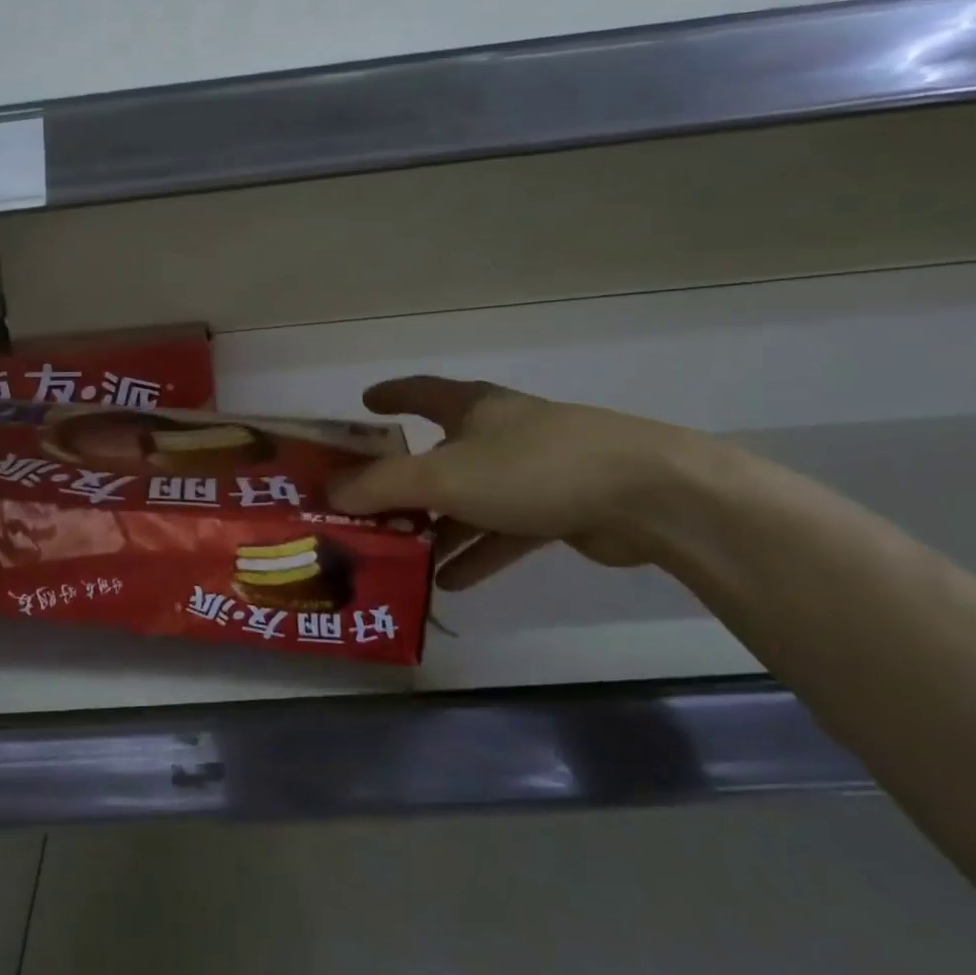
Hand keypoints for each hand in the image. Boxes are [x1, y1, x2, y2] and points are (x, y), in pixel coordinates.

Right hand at [328, 376, 709, 589]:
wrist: (648, 496)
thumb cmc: (532, 468)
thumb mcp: (444, 476)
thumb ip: (382, 485)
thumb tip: (327, 489)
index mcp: (472, 408)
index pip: (419, 391)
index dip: (390, 395)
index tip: (364, 403)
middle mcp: (499, 433)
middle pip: (440, 454)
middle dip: (405, 481)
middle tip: (368, 504)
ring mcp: (532, 471)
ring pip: (470, 499)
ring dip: (438, 527)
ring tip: (402, 555)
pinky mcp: (560, 508)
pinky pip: (504, 532)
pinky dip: (478, 553)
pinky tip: (451, 583)